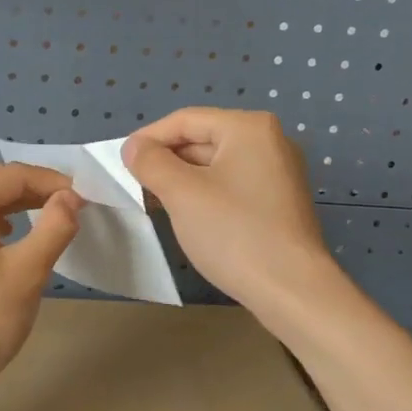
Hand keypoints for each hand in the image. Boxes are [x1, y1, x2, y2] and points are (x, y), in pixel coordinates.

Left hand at [0, 163, 82, 402]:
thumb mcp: (26, 273)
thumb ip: (54, 227)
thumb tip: (71, 197)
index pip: (10, 175)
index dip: (51, 181)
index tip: (86, 198)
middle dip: (34, 193)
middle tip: (74, 208)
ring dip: (16, 209)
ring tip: (51, 220)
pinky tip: (12, 240)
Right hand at [122, 108, 337, 312]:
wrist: (291, 289)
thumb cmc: (234, 233)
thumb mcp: (182, 194)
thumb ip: (151, 163)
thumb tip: (133, 147)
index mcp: (248, 128)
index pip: (185, 120)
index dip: (148, 138)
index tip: (120, 162)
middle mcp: (269, 141)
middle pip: (203, 139)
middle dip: (166, 160)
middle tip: (134, 184)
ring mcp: (278, 172)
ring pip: (216, 165)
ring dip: (182, 179)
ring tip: (154, 201)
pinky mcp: (279, 201)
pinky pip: (232, 185)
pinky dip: (205, 193)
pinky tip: (186, 215)